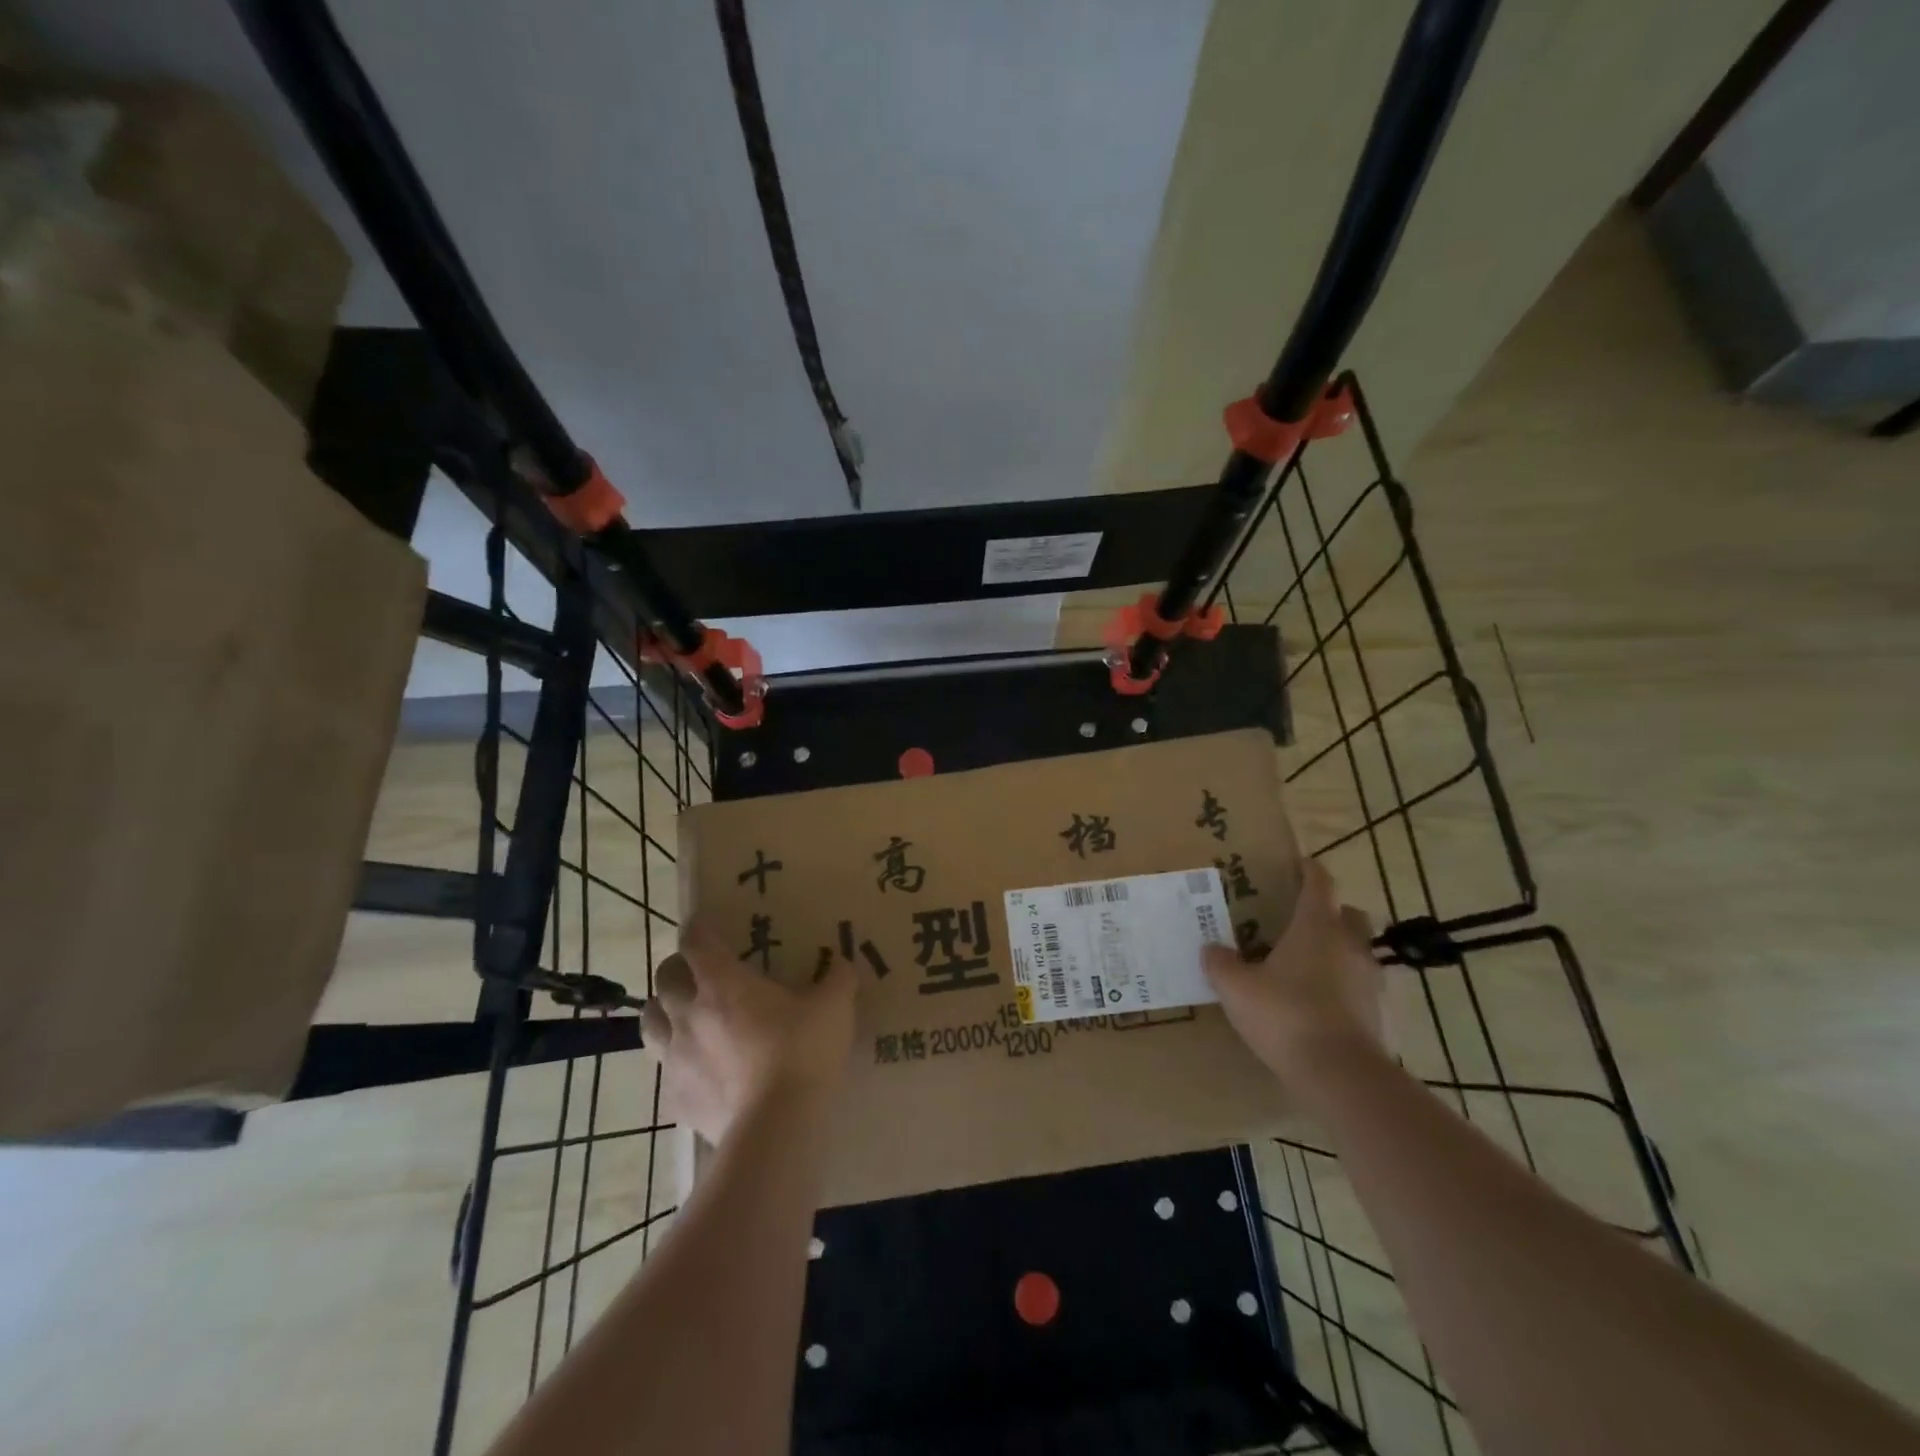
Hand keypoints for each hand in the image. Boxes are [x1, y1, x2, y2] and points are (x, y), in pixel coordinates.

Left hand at [641, 920, 857, 1143]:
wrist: (775, 1128)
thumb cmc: (801, 1054)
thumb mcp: (834, 1008)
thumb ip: (838, 979)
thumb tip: (842, 964)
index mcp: (722, 982)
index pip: (695, 940)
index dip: (699, 928)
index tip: (707, 925)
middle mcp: (688, 1013)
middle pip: (664, 979)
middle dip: (679, 971)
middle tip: (702, 975)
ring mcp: (675, 1058)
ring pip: (650, 1022)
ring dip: (665, 1013)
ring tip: (688, 1018)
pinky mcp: (674, 1098)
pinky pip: (665, 1072)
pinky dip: (677, 1064)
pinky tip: (700, 1071)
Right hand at [1203, 859, 1384, 1089]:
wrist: (1340, 1074)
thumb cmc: (1285, 1014)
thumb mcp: (1235, 988)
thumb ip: (1220, 964)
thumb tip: (1211, 949)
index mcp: (1316, 926)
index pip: (1319, 883)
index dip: (1309, 870)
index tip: (1297, 865)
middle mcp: (1349, 944)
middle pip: (1348, 913)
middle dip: (1330, 912)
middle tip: (1302, 921)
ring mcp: (1370, 978)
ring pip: (1358, 950)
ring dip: (1339, 950)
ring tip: (1309, 965)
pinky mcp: (1378, 1012)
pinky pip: (1361, 986)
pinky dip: (1345, 986)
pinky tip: (1321, 1002)